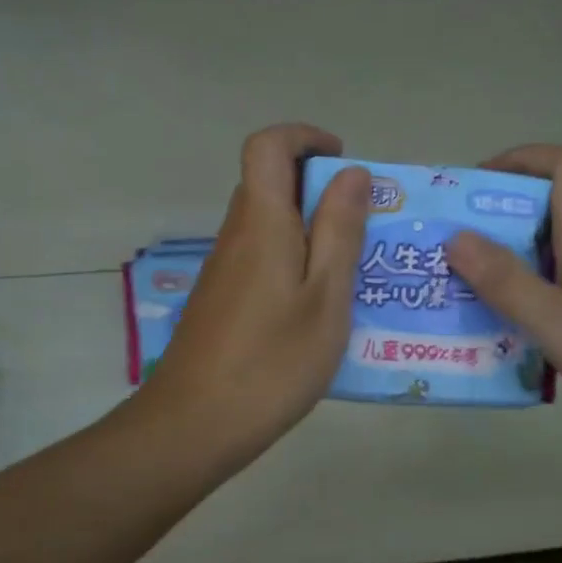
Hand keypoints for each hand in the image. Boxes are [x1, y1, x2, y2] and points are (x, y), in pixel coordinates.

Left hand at [134, 123, 368, 467]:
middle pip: (269, 183)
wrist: (196, 424)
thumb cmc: (273, 361)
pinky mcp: (222, 299)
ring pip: (268, 224)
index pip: (268, 146)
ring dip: (310, 228)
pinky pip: (262, 256)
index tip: (344, 163)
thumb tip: (352, 173)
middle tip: (365, 225)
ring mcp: (225, 269)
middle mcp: (237, 235)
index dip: (304, 138)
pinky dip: (294, 260)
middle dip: (318, 188)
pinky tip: (319, 306)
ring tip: (354, 268)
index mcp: (262, 222)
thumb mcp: (326, 296)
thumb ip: (340, 230)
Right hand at [444, 145, 561, 444]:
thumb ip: (505, 281)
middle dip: (503, 222)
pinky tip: (529, 334)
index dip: (522, 159)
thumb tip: (457, 236)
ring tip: (479, 296)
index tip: (478, 185)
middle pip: (554, 211)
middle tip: (460, 253)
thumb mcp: (556, 321)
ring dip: (521, 264)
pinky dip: (546, 296)